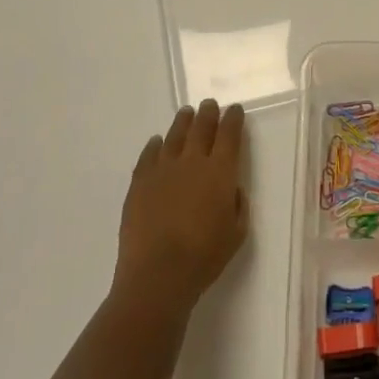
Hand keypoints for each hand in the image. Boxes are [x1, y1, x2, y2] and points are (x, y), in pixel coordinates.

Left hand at [112, 99, 248, 318]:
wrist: (158, 273)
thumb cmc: (205, 256)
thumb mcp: (237, 232)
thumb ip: (238, 204)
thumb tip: (231, 187)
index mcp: (221, 171)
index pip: (230, 135)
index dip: (234, 119)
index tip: (235, 110)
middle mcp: (192, 161)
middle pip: (202, 128)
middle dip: (208, 113)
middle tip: (210, 105)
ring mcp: (163, 169)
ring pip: (174, 135)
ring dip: (183, 122)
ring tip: (186, 113)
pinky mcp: (139, 182)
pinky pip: (148, 155)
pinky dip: (154, 145)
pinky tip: (156, 142)